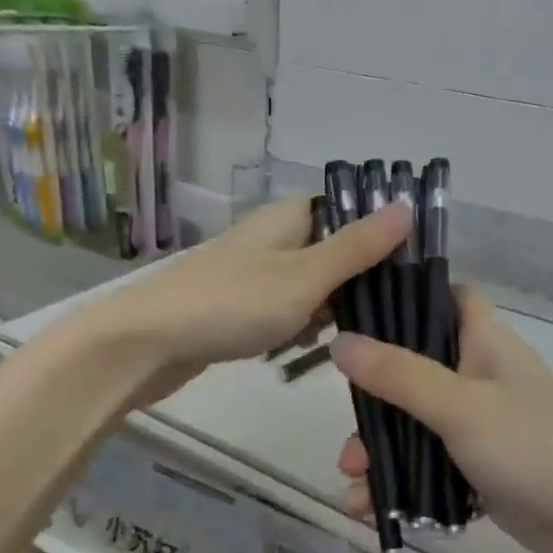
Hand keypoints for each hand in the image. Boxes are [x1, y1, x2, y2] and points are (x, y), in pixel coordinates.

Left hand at [87, 198, 410, 408]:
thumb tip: (407, 204)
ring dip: (324, 311)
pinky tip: (296, 348)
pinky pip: (281, 309)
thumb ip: (358, 246)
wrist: (145, 344)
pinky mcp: (235, 304)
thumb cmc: (233, 303)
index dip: (376, 242)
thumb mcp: (306, 276)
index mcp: (288, 216)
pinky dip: (293, 326)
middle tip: (371, 319)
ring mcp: (250, 271)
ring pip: (308, 286)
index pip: (348, 215)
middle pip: (331, 252)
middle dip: (351, 286)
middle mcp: (270, 236)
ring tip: (332, 338)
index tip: (403, 278)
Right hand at [332, 290, 552, 552]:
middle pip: (416, 366)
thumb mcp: (459, 406)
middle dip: (375, 400)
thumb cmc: (532, 447)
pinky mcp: (483, 466)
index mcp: (484, 341)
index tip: (363, 312)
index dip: (409, 295)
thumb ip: (398, 374)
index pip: (448, 296)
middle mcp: (481, 373)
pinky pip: (431, 463)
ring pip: (418, 420)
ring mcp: (483, 422)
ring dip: (383, 450)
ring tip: (353, 485)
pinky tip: (372, 509)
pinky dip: (404, 481)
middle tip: (348, 431)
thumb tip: (340, 342)